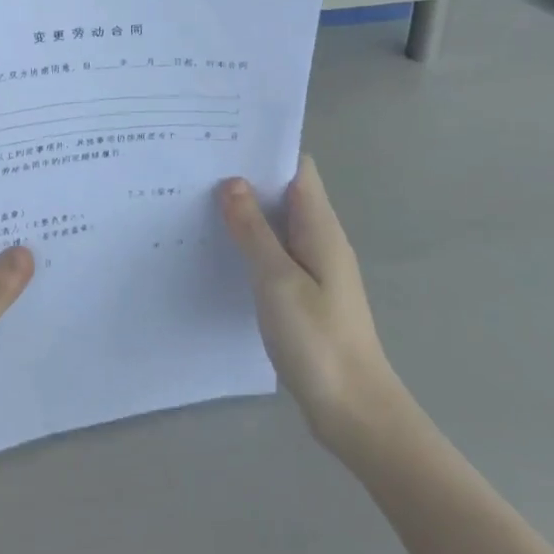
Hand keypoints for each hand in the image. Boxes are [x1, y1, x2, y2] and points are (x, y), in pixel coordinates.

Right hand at [219, 157, 402, 452]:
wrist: (355, 412)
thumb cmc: (318, 341)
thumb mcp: (278, 281)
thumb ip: (253, 231)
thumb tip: (232, 182)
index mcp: (320, 227)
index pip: (297, 168)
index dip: (265, 150)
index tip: (224, 141)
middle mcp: (321, 239)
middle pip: (285, 192)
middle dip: (248, 178)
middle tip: (198, 170)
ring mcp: (315, 268)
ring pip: (278, 224)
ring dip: (247, 212)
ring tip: (199, 202)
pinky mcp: (306, 293)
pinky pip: (276, 253)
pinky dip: (251, 243)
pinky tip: (221, 250)